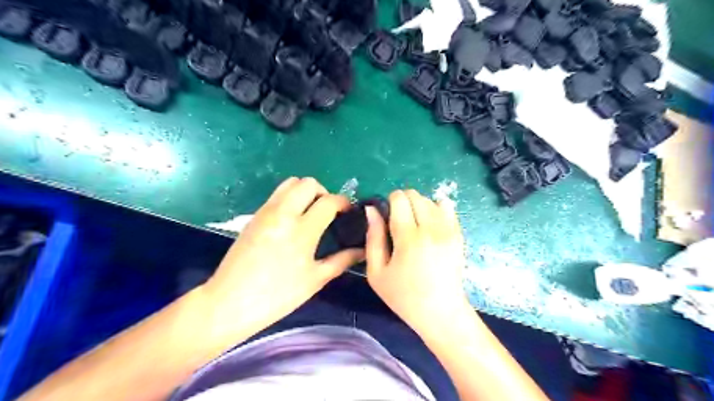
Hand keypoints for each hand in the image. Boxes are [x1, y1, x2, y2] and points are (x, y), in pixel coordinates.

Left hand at [204, 178, 364, 328]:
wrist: (230, 302)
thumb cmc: (278, 296)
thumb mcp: (315, 279)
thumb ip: (342, 260)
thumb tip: (362, 250)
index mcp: (302, 230)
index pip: (329, 201)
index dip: (344, 202)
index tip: (349, 211)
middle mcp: (284, 213)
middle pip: (308, 183)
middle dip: (324, 192)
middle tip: (328, 211)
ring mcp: (266, 212)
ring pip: (290, 183)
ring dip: (305, 191)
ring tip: (310, 212)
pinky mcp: (254, 216)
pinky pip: (277, 195)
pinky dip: (290, 197)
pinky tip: (292, 219)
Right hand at [368, 189, 469, 334]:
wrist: (441, 312)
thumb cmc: (404, 296)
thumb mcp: (376, 272)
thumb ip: (373, 237)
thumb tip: (371, 209)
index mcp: (409, 237)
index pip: (399, 198)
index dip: (389, 202)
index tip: (387, 217)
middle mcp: (431, 228)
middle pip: (415, 195)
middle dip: (403, 202)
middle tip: (399, 223)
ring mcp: (448, 230)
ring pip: (430, 199)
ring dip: (419, 206)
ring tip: (415, 227)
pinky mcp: (458, 234)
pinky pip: (447, 207)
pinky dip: (436, 210)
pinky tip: (430, 227)